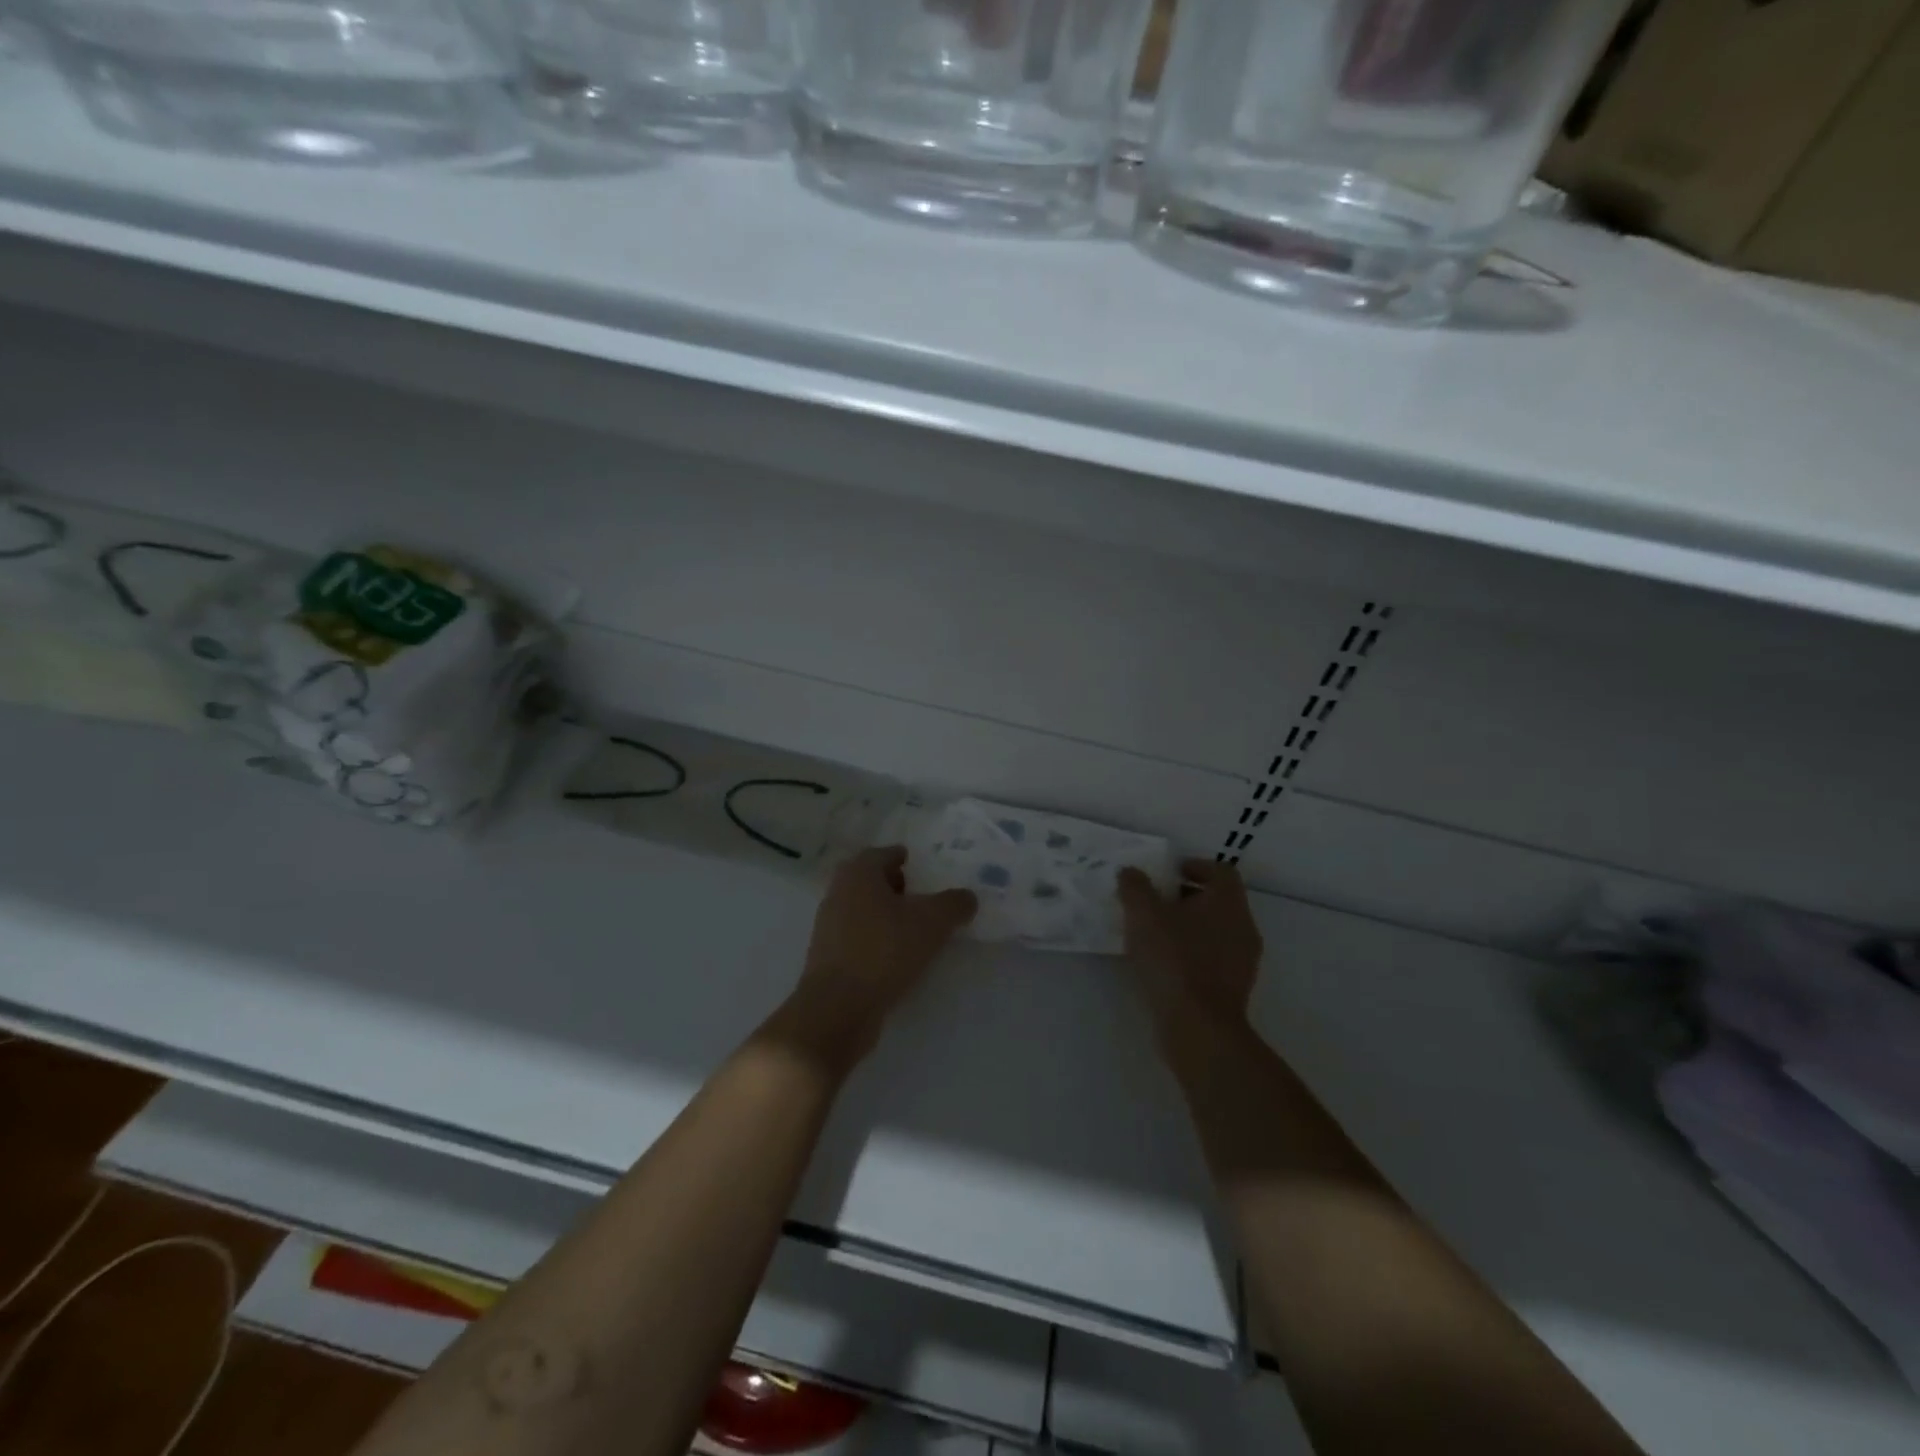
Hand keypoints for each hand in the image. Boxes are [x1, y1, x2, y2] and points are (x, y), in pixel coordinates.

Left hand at [779, 847, 976, 1067]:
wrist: (837, 1008)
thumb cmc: (884, 950)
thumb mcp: (932, 923)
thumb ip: (954, 904)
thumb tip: (967, 897)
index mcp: (859, 873)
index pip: (885, 853)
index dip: (907, 859)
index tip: (926, 871)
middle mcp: (838, 892)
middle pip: (871, 881)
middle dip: (896, 887)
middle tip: (923, 898)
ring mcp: (828, 926)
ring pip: (863, 910)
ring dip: (886, 915)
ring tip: (915, 930)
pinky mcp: (828, 957)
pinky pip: (858, 938)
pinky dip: (877, 940)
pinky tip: (897, 958)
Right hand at [1117, 860, 1263, 1036]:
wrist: (1199, 1026)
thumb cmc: (1174, 960)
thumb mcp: (1143, 915)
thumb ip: (1135, 887)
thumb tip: (1130, 872)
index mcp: (1228, 902)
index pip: (1221, 871)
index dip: (1195, 866)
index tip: (1169, 874)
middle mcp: (1243, 926)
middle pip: (1219, 900)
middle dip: (1187, 897)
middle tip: (1155, 902)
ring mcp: (1243, 960)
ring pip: (1217, 931)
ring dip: (1190, 927)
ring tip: (1156, 934)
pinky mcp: (1235, 988)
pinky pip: (1214, 958)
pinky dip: (1193, 954)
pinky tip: (1166, 964)